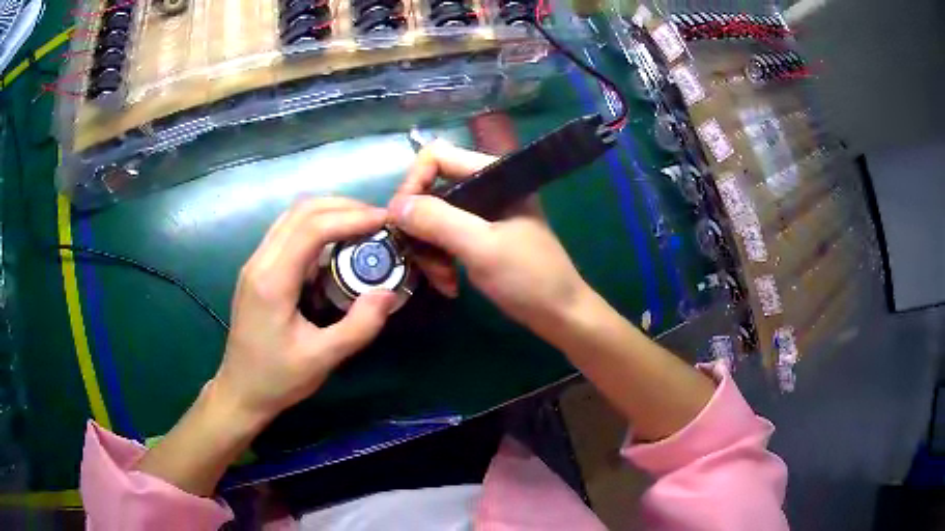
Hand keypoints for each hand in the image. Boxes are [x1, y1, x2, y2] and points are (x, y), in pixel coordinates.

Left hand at [214, 198, 396, 422]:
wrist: (240, 391)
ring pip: (292, 216)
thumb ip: (359, 326)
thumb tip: (388, 292)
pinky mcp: (257, 269)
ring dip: (329, 211)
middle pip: (301, 211)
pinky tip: (336, 243)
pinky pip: (287, 232)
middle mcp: (259, 262)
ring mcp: (255, 263)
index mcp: (272, 281)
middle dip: (343, 206)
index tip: (384, 221)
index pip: (312, 228)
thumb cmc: (278, 379)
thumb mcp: (323, 359)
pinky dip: (316, 226)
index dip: (351, 217)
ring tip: (362, 225)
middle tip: (378, 220)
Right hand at [389, 140, 589, 335]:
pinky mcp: (480, 235)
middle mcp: (486, 186)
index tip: (402, 220)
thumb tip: (395, 206)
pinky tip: (450, 284)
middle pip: (431, 190)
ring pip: (434, 218)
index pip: (437, 157)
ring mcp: (482, 213)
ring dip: (430, 250)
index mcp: (494, 174)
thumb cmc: (529, 278)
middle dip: (422, 227)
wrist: (560, 315)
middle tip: (421, 259)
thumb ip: (439, 221)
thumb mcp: (482, 247)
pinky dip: (441, 260)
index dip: (414, 183)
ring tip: (443, 280)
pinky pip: (445, 238)